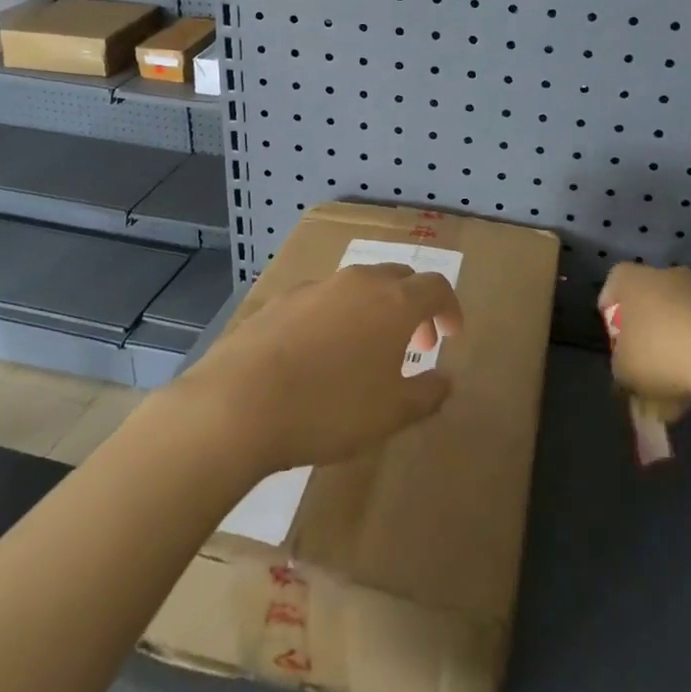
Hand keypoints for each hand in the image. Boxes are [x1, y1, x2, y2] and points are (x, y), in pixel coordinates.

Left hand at [176, 264, 462, 477]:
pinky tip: (321, 354)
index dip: (450, 308)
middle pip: (399, 278)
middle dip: (414, 306)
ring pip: (359, 286)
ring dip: (375, 310)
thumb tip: (445, 380)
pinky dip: (338, 317)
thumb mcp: (390, 414)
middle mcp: (359, 282)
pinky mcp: (282, 300)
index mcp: (394, 302)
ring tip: (367, 351)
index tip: (451, 335)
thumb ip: (427, 394)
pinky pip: (324, 300)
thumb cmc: (329, 408)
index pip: (436, 287)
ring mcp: (317, 287)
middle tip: (416, 343)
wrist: (239, 403)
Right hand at [598, 262, 690, 410]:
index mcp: (629, 279)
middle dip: (645, 340)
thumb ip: (620, 367)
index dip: (612, 319)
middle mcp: (662, 274)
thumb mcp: (623, 369)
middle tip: (644, 373)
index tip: (618, 346)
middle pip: (647, 306)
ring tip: (673, 395)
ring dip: (673, 352)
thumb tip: (628, 369)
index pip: (612, 288)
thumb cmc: (658, 352)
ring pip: (676, 323)